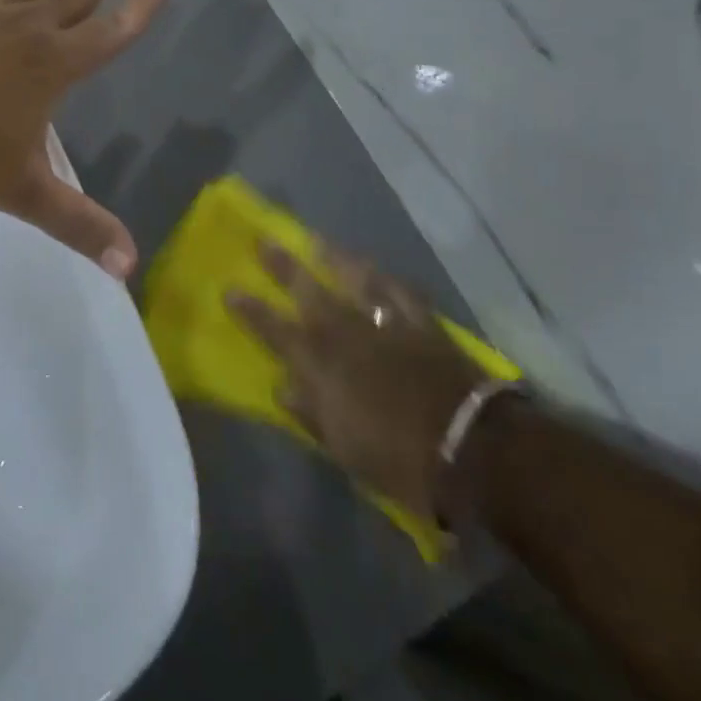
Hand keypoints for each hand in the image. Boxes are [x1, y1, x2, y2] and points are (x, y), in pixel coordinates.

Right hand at [228, 245, 479, 517]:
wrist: (470, 450)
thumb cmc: (398, 459)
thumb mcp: (344, 447)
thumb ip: (310, 411)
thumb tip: (282, 385)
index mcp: (322, 365)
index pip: (275, 331)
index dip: (251, 310)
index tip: (230, 289)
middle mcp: (348, 334)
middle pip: (309, 292)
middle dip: (283, 266)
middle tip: (264, 241)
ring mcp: (386, 323)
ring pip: (354, 279)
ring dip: (333, 259)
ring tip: (317, 241)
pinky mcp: (422, 323)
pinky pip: (400, 291)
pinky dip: (386, 278)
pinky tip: (376, 268)